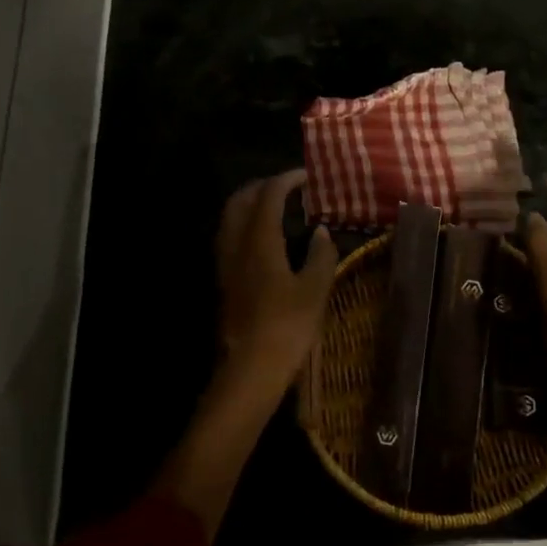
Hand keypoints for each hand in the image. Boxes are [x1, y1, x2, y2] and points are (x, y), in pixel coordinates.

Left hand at [210, 169, 339, 412]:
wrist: (249, 369)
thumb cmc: (287, 327)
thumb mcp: (315, 290)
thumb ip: (321, 255)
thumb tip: (322, 232)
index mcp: (259, 241)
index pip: (269, 195)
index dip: (287, 180)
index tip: (307, 176)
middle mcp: (236, 245)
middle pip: (241, 201)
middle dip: (263, 187)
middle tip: (288, 187)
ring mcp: (226, 264)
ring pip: (231, 219)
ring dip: (251, 205)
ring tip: (276, 208)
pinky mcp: (224, 281)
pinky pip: (230, 238)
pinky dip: (246, 225)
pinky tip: (265, 240)